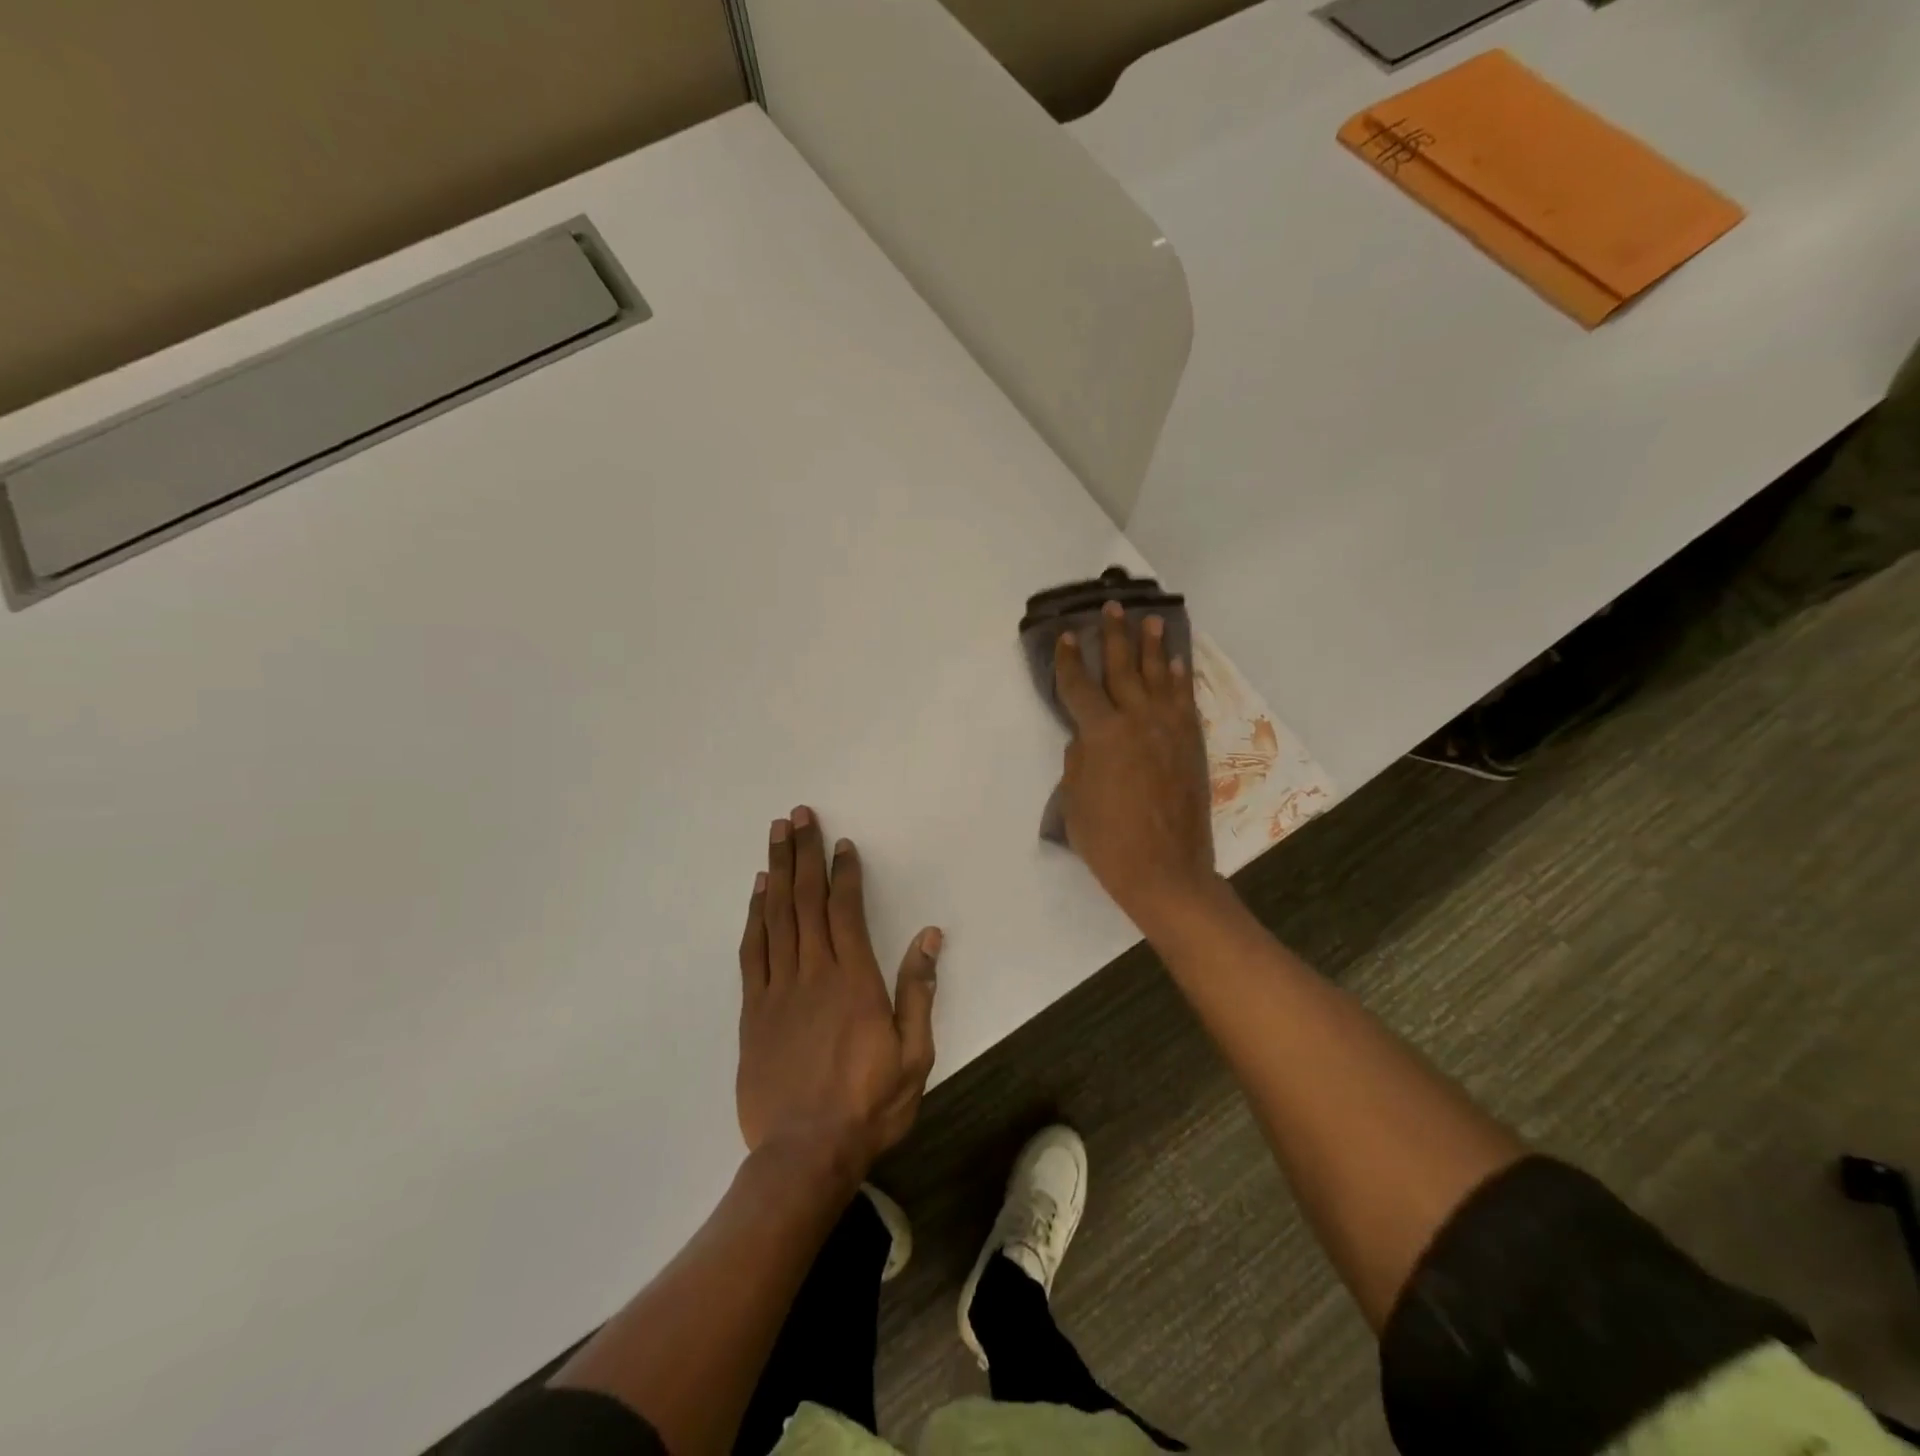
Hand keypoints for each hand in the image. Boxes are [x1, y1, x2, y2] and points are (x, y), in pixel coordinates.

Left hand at [736, 806, 940, 1180]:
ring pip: (776, 916)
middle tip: (798, 816)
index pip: (846, 911)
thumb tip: (929, 937)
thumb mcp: (914, 1054)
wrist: (804, 1154)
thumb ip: (919, 992)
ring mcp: (778, 989)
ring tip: (776, 835)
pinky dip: (754, 916)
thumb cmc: (868, 1104)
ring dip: (776, 871)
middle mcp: (813, 973)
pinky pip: (752, 951)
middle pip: (806, 900)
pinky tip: (757, 892)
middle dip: (803, 854)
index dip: (843, 873)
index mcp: (854, 981)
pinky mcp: (753, 1010)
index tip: (840, 843)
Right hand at [1054, 603, 1220, 931]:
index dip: (1068, 659)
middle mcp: (1136, 720)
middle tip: (1113, 607)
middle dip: (1113, 635)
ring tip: (1150, 620)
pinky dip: (1180, 677)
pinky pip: (1184, 699)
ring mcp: (1168, 729)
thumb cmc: (1108, 840)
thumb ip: (1078, 759)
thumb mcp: (1075, 800)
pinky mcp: (1191, 743)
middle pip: (1122, 668)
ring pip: (1159, 676)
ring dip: (1153, 646)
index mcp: (1100, 733)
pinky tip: (1177, 661)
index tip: (1066, 635)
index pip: (1078, 686)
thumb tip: (1087, 738)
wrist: (1165, 869)